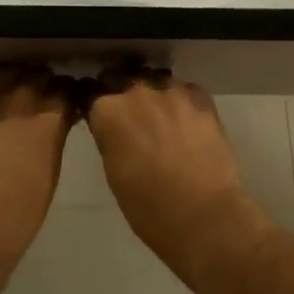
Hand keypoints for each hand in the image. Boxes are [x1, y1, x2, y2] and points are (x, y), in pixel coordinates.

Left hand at [0, 63, 78, 277]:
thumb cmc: (19, 215)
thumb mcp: (49, 173)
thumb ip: (52, 140)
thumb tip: (53, 126)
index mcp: (49, 123)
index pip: (66, 90)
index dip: (68, 91)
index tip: (68, 96)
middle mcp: (22, 104)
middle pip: (39, 76)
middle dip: (45, 81)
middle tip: (45, 90)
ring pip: (9, 72)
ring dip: (17, 76)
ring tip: (18, 85)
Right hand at [85, 69, 264, 281]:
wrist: (205, 216)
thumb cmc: (149, 208)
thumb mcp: (113, 172)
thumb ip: (109, 138)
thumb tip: (112, 128)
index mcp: (108, 112)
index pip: (88, 92)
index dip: (91, 102)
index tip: (97, 113)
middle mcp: (135, 91)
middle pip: (119, 77)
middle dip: (119, 91)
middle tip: (128, 115)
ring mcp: (170, 90)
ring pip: (153, 79)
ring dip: (151, 93)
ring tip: (160, 116)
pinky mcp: (200, 96)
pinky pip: (183, 89)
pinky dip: (181, 101)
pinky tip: (186, 122)